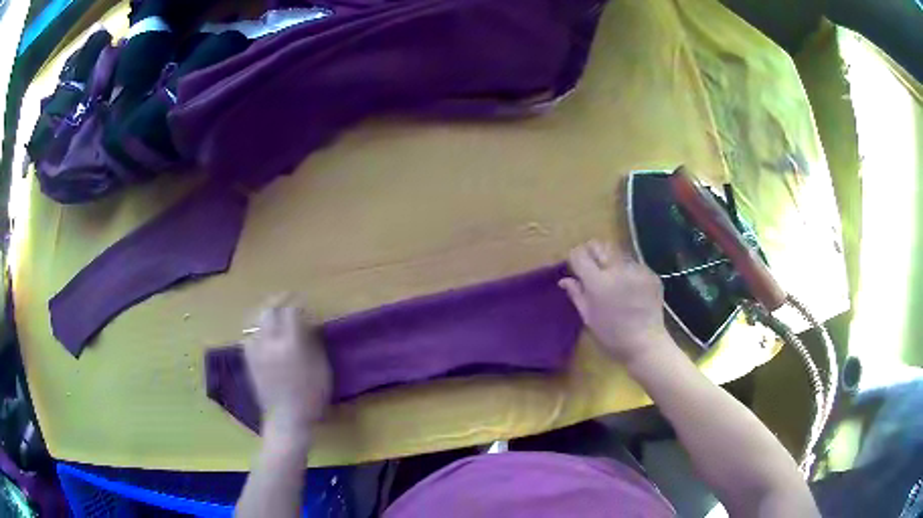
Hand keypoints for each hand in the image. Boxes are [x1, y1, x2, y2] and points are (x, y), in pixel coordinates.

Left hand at [244, 295, 331, 441]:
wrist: (287, 419)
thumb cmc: (311, 397)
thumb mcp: (322, 369)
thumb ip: (314, 343)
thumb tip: (308, 325)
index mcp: (291, 344)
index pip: (290, 312)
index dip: (297, 304)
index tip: (304, 304)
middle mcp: (270, 343)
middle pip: (268, 311)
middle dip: (277, 302)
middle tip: (287, 300)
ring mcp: (256, 351)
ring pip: (255, 321)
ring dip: (265, 314)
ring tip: (273, 314)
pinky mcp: (249, 361)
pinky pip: (248, 337)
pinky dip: (255, 331)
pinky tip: (261, 335)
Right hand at [559, 240, 671, 365]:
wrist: (646, 344)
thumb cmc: (612, 336)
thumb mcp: (589, 317)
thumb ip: (576, 294)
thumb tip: (564, 279)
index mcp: (598, 282)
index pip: (579, 254)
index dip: (575, 258)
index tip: (576, 268)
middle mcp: (617, 269)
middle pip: (599, 245)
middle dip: (592, 253)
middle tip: (593, 269)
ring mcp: (636, 269)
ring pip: (617, 253)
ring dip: (611, 261)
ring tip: (614, 280)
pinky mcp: (650, 273)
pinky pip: (633, 264)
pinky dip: (628, 271)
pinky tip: (630, 288)